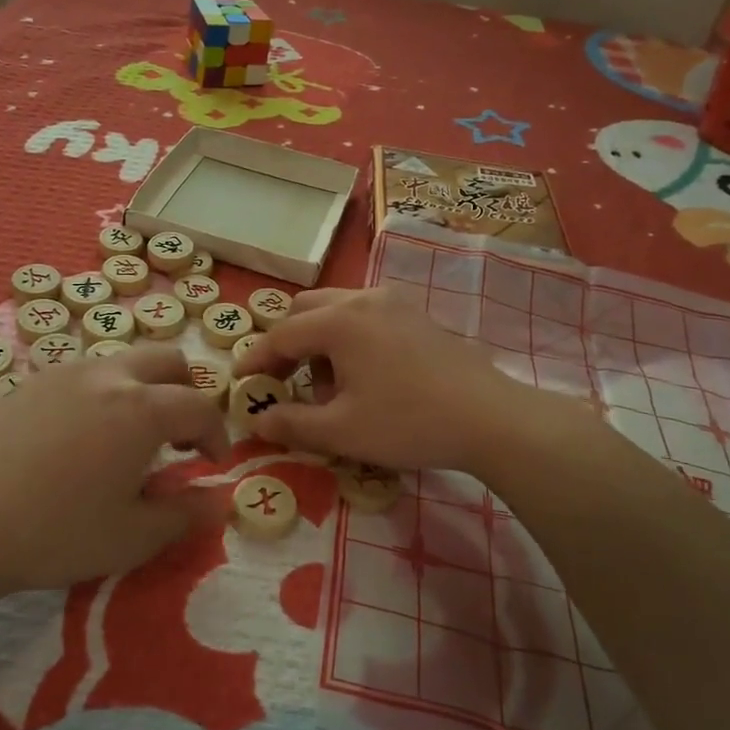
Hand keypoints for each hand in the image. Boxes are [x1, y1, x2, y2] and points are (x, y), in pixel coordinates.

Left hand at [0, 346, 231, 602]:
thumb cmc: (55, 533)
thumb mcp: (132, 537)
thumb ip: (186, 514)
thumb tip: (219, 497)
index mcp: (141, 409)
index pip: (199, 407)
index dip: (216, 435)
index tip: (212, 464)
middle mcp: (108, 375)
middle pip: (168, 360)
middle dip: (186, 393)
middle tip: (178, 439)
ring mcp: (65, 372)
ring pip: (125, 361)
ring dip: (145, 390)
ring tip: (130, 440)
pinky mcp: (32, 382)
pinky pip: (87, 373)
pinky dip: (106, 393)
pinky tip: (83, 438)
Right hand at [232, 286, 591, 472]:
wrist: (489, 418)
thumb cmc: (408, 422)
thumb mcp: (342, 431)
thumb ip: (292, 423)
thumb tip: (256, 420)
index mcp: (339, 321)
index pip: (281, 335)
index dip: (256, 360)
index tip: (239, 382)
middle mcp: (363, 299)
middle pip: (306, 310)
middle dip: (286, 343)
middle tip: (281, 381)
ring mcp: (394, 302)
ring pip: (336, 309)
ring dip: (318, 339)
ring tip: (325, 384)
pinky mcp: (416, 314)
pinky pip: (365, 315)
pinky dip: (347, 336)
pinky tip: (362, 374)